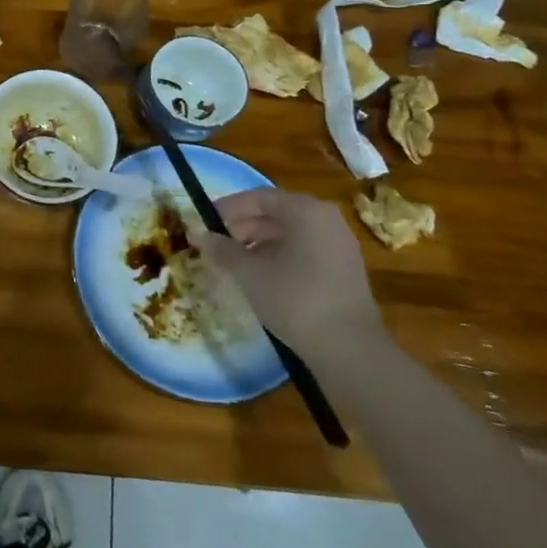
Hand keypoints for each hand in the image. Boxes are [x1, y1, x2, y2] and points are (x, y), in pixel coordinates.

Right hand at [191, 188, 383, 355]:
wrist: (350, 350)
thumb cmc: (295, 299)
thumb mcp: (248, 272)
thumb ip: (221, 249)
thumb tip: (196, 233)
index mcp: (305, 211)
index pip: (258, 197)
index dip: (227, 208)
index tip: (204, 223)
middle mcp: (326, 219)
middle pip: (276, 213)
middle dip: (243, 226)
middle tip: (217, 244)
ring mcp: (340, 244)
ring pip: (290, 233)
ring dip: (259, 243)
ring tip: (235, 262)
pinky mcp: (345, 269)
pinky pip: (305, 250)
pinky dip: (280, 256)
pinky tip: (262, 277)